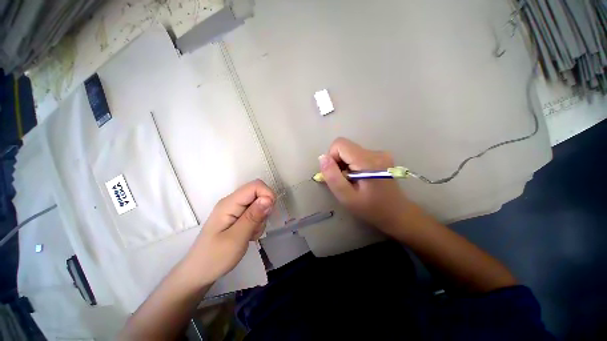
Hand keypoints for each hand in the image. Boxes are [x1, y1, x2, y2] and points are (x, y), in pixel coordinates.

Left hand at [182, 180, 274, 286]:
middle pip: (258, 193)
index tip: (269, 212)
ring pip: (258, 204)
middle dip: (264, 208)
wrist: (199, 273)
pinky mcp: (237, 217)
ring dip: (261, 218)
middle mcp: (232, 202)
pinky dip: (257, 223)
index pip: (255, 186)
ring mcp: (234, 209)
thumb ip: (253, 217)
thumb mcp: (236, 239)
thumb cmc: (214, 258)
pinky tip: (249, 235)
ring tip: (251, 234)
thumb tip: (268, 199)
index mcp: (229, 203)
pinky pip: (255, 213)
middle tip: (257, 227)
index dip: (267, 194)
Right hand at [319, 138, 419, 234]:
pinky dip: (353, 164)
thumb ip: (332, 176)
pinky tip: (360, 178)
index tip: (336, 174)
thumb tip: (322, 157)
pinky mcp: (381, 156)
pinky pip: (358, 154)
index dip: (332, 157)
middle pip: (345, 147)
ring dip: (345, 164)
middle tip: (344, 180)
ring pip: (350, 151)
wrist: (397, 213)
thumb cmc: (371, 208)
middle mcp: (375, 152)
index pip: (339, 144)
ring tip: (352, 181)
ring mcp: (380, 153)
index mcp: (367, 161)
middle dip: (338, 162)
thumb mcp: (346, 197)